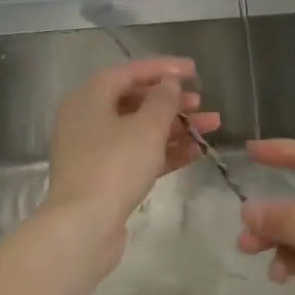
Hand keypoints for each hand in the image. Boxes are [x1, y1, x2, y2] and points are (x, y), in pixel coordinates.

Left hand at [44, 58, 220, 270]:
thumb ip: (163, 100)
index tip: (195, 70)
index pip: (129, 72)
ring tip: (210, 126)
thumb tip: (169, 83)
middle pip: (134, 101)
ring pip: (139, 130)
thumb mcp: (146, 127)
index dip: (164, 68)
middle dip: (172, 101)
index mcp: (89, 98)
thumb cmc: (115, 166)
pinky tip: (196, 152)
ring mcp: (94, 150)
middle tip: (202, 102)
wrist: (84, 226)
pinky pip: (138, 155)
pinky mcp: (104, 177)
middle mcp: (87, 119)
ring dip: (175, 127)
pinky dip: (165, 151)